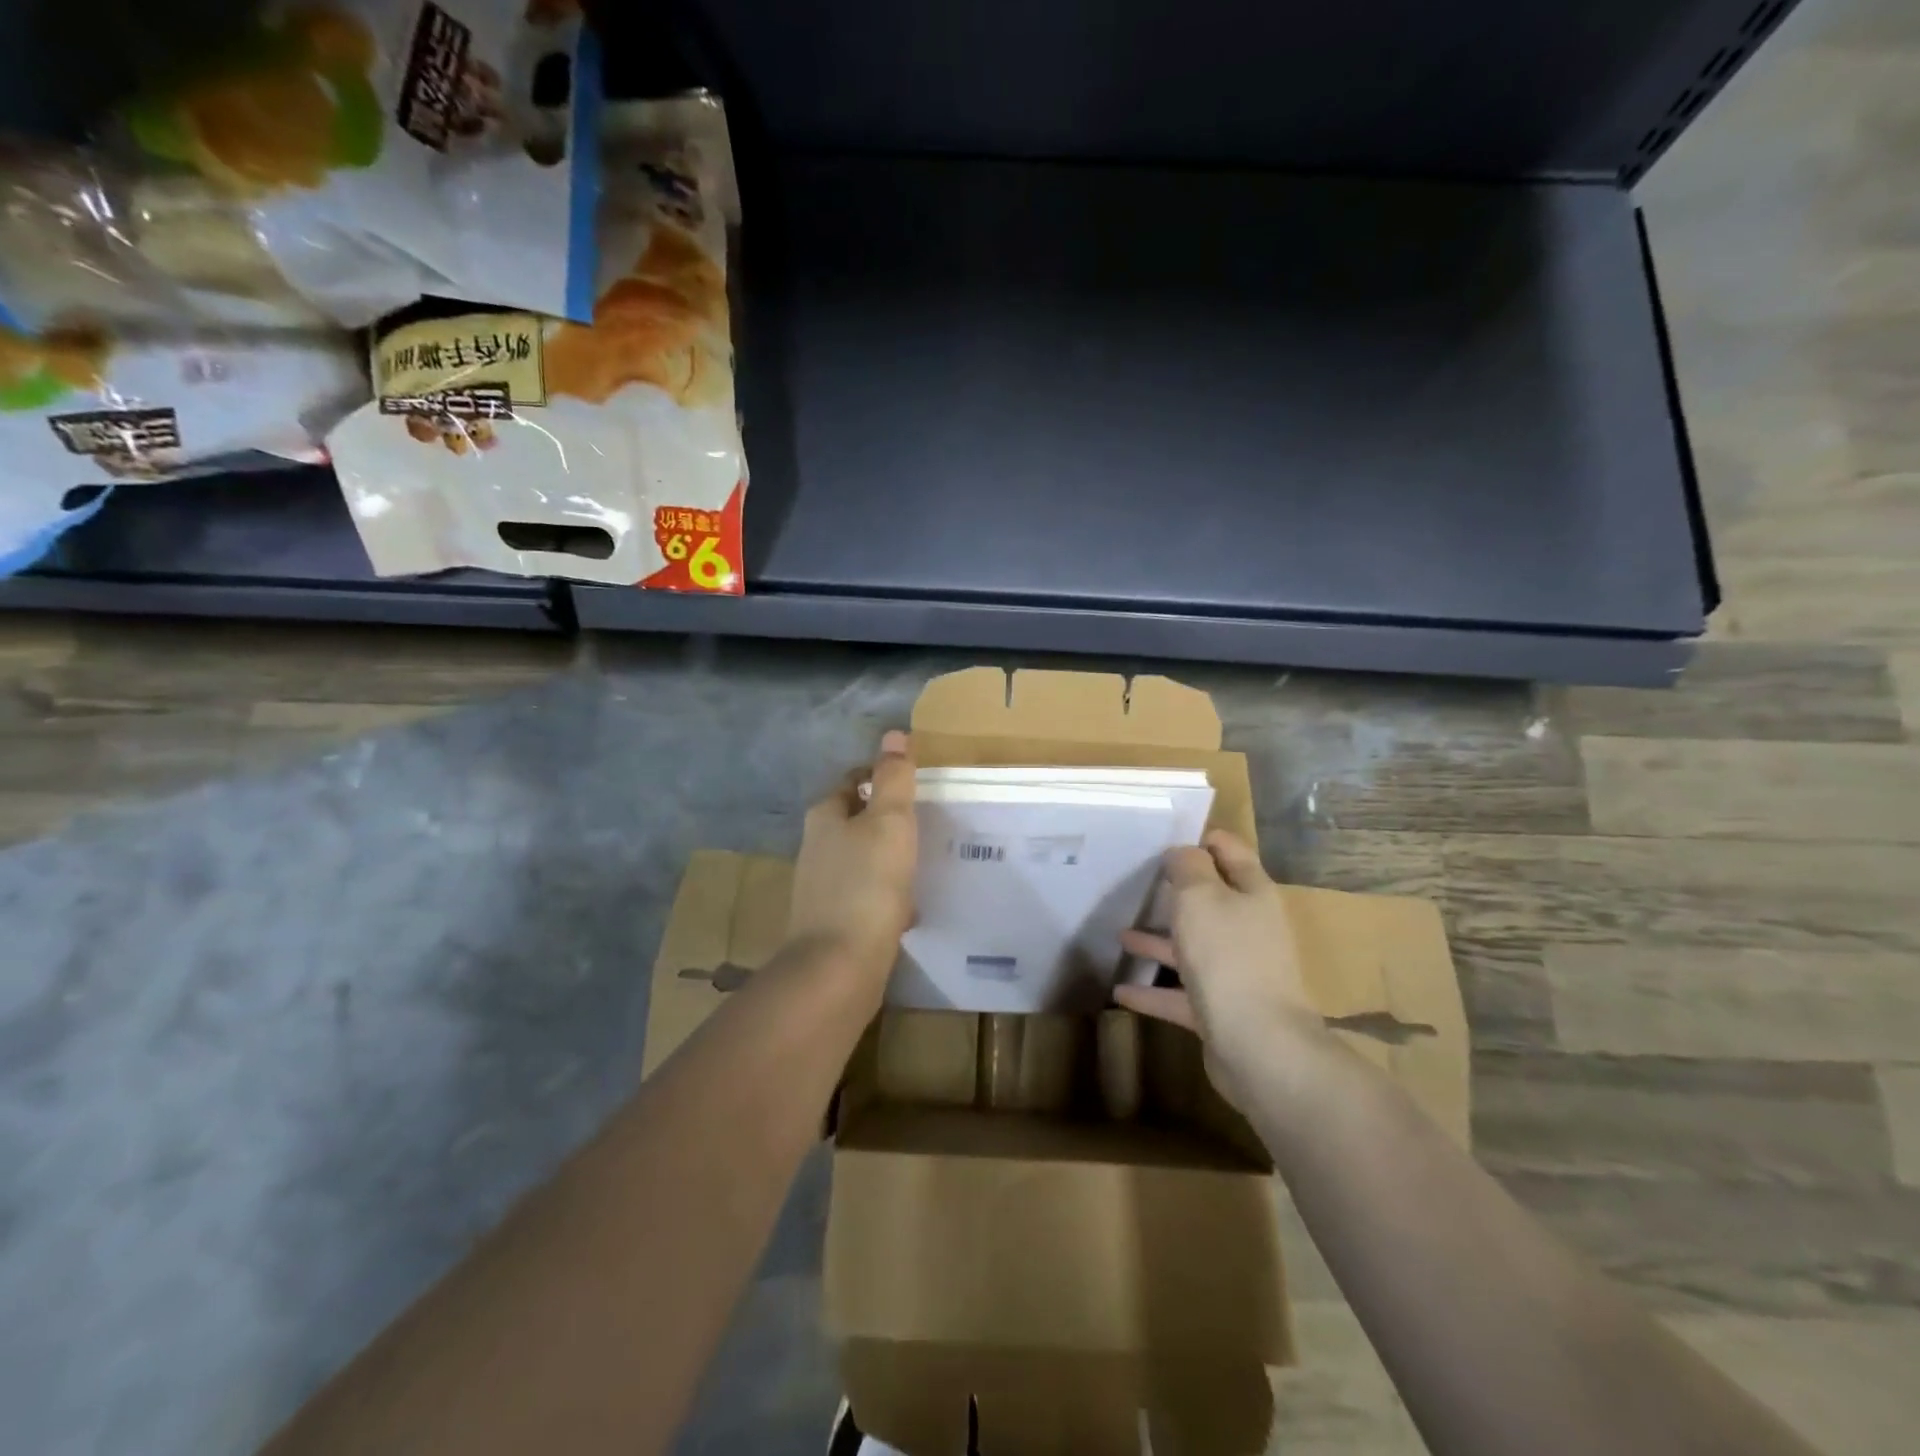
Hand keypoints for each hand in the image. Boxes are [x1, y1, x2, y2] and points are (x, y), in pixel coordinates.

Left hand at [785, 730, 916, 986]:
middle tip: (927, 821)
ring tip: (924, 861)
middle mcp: (817, 847)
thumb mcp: (889, 822)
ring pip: (862, 859)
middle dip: (887, 819)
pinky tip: (910, 907)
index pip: (852, 781)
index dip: (880, 776)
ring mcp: (822, 887)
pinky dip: (887, 894)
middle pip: (856, 820)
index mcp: (825, 817)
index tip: (914, 783)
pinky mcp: (834, 921)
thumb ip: (893, 779)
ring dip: (889, 857)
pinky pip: (866, 895)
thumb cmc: (867, 885)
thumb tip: (894, 734)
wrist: (838, 967)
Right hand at [1116, 831, 1325, 1108]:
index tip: (1165, 839)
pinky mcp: (1221, 1010)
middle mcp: (1248, 929)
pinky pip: (1180, 994)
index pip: (1230, 852)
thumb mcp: (1200, 897)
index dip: (1202, 840)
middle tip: (1136, 884)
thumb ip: (1188, 867)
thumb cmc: (1227, 956)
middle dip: (1174, 893)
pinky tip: (1120, 992)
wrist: (1259, 1046)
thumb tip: (1182, 852)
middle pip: (1209, 902)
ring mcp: (1236, 972)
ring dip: (1156, 942)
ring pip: (1191, 948)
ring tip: (1119, 937)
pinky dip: (1151, 991)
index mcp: (1252, 894)